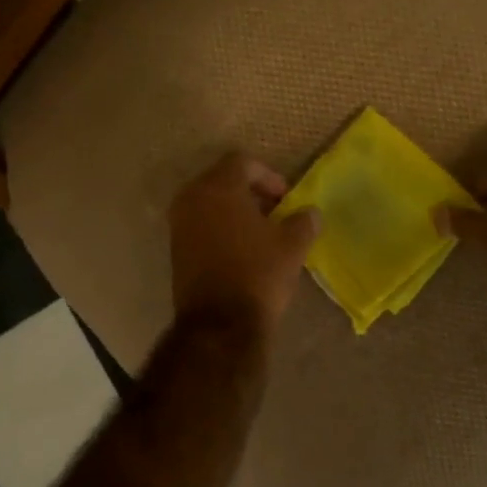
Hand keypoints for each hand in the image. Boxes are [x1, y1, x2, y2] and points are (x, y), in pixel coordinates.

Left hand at [170, 153, 319, 335]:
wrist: (219, 324)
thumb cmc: (258, 275)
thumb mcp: (292, 246)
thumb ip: (303, 222)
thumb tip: (310, 213)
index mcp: (218, 187)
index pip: (241, 162)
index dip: (268, 175)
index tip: (285, 198)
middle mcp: (191, 199)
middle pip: (221, 180)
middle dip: (249, 192)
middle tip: (273, 211)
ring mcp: (178, 225)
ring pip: (208, 204)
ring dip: (233, 211)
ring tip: (259, 233)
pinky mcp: (175, 250)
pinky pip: (199, 225)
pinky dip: (219, 228)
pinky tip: (240, 250)